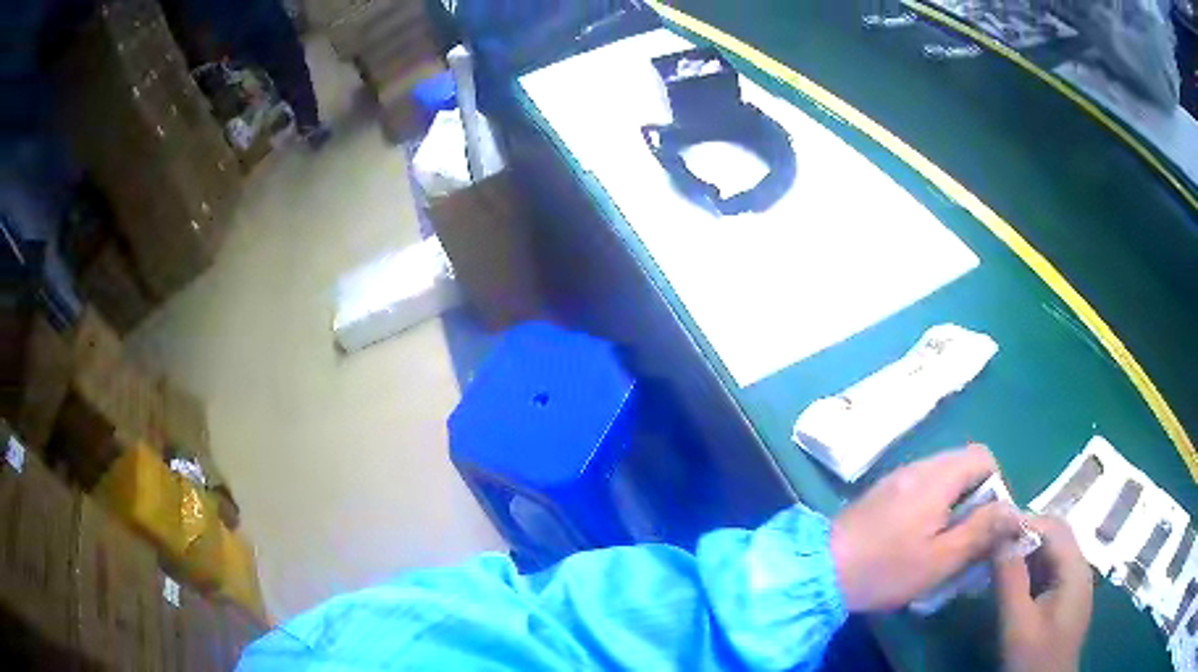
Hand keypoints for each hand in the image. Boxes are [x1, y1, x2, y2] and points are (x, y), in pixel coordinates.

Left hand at [830, 444, 1021, 611]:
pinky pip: (920, 490)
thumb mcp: (941, 558)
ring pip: (942, 480)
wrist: (819, 572)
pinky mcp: (882, 494)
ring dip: (954, 506)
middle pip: (963, 467)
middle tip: (971, 538)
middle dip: (976, 499)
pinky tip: (920, 541)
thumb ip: (981, 531)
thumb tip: (1014, 511)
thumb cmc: (885, 569)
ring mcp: (897, 479)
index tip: (991, 523)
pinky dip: (932, 509)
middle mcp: (918, 468)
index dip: (997, 486)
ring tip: (947, 544)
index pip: (983, 457)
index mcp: (937, 477)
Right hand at [995, 516, 1092, 671]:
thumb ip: (1010, 581)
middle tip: (994, 544)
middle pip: (1056, 536)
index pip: (1053, 527)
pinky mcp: (1068, 598)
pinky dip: (1033, 569)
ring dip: (1028, 552)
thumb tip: (999, 537)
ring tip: (999, 562)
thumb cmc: (1034, 658)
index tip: (993, 529)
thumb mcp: (1017, 624)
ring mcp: (1076, 583)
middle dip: (1025, 535)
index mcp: (1075, 568)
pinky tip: (1015, 583)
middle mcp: (1080, 567)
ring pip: (1054, 553)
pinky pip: (1052, 571)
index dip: (1025, 522)